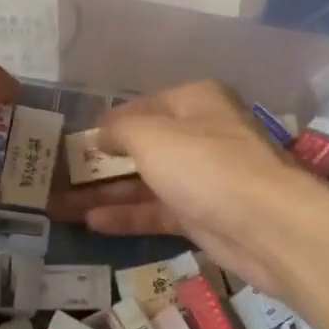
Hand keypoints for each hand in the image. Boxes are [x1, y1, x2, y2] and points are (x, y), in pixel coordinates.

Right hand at [47, 81, 328, 297]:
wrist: (269, 226)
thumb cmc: (206, 164)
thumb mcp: (152, 136)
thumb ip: (120, 130)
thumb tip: (102, 132)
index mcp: (195, 102)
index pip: (141, 107)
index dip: (107, 122)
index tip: (73, 140)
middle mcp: (200, 135)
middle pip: (142, 146)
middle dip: (100, 162)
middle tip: (59, 175)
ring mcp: (202, 178)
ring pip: (145, 182)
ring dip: (105, 193)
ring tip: (59, 203)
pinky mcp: (202, 216)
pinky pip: (157, 211)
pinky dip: (127, 215)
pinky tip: (90, 222)